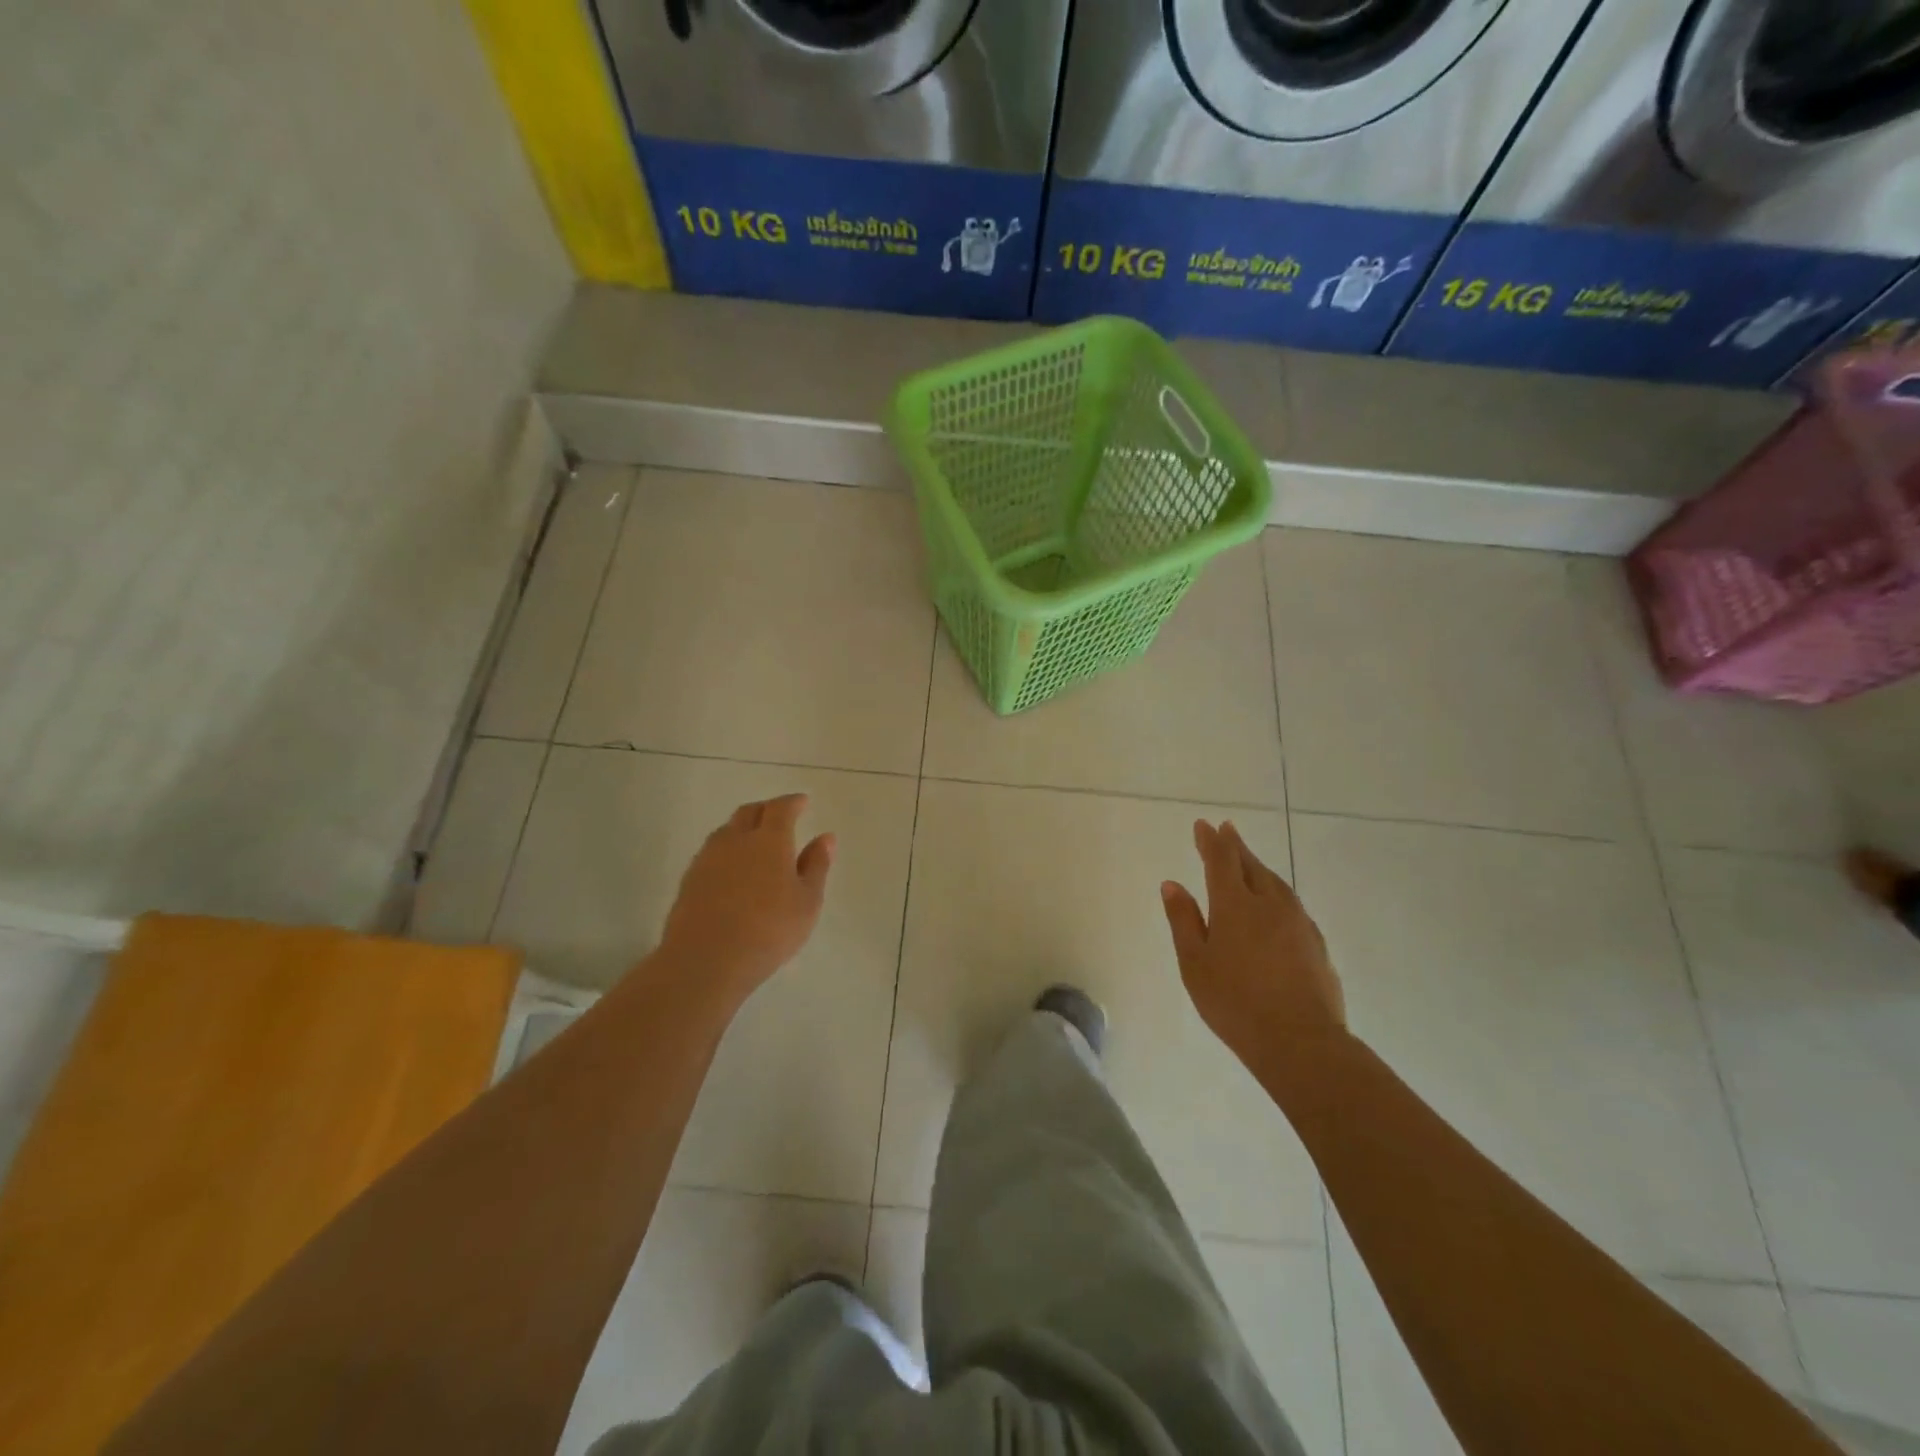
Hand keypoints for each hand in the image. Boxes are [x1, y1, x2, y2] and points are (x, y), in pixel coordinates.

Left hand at [655, 794, 834, 1004]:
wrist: (705, 960)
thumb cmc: (769, 930)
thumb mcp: (807, 901)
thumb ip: (816, 865)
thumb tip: (826, 837)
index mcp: (770, 840)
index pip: (781, 808)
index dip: (793, 802)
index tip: (802, 801)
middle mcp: (736, 840)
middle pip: (749, 812)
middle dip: (767, 809)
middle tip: (780, 816)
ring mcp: (708, 858)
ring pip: (727, 830)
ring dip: (743, 828)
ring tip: (755, 840)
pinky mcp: (690, 879)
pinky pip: (711, 852)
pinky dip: (727, 850)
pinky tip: (732, 868)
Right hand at [1161, 820, 1344, 1065]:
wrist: (1301, 1041)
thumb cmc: (1234, 1002)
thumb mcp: (1194, 964)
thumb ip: (1184, 920)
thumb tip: (1172, 884)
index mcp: (1234, 905)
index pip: (1221, 861)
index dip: (1211, 841)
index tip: (1204, 824)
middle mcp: (1269, 904)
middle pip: (1251, 866)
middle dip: (1236, 846)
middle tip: (1227, 830)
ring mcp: (1297, 923)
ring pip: (1276, 883)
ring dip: (1259, 866)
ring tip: (1249, 860)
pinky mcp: (1316, 943)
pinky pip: (1291, 904)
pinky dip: (1276, 892)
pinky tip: (1275, 903)